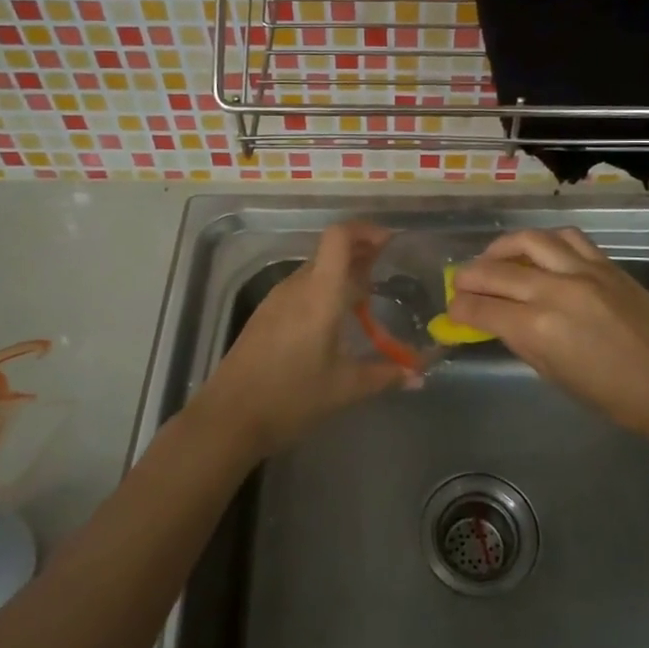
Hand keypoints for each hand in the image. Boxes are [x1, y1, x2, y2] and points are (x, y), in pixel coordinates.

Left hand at [193, 221, 408, 453]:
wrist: (228, 418)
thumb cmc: (291, 398)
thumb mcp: (345, 388)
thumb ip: (386, 375)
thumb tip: (420, 375)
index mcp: (319, 294)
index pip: (339, 237)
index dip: (365, 230)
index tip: (390, 241)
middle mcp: (297, 286)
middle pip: (329, 251)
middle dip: (360, 252)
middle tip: (388, 267)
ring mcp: (277, 299)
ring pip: (315, 269)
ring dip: (341, 272)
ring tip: (366, 296)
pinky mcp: (265, 314)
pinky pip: (301, 287)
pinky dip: (323, 289)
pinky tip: (334, 318)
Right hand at [450, 227, 648, 436]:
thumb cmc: (611, 395)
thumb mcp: (553, 373)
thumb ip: (520, 340)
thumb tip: (495, 320)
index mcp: (537, 328)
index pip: (481, 309)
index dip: (459, 308)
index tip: (452, 309)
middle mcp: (554, 291)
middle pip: (495, 271)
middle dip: (469, 276)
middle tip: (460, 282)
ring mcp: (582, 271)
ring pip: (529, 241)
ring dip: (502, 247)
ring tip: (493, 257)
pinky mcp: (605, 263)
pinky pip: (567, 238)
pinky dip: (545, 241)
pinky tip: (538, 251)